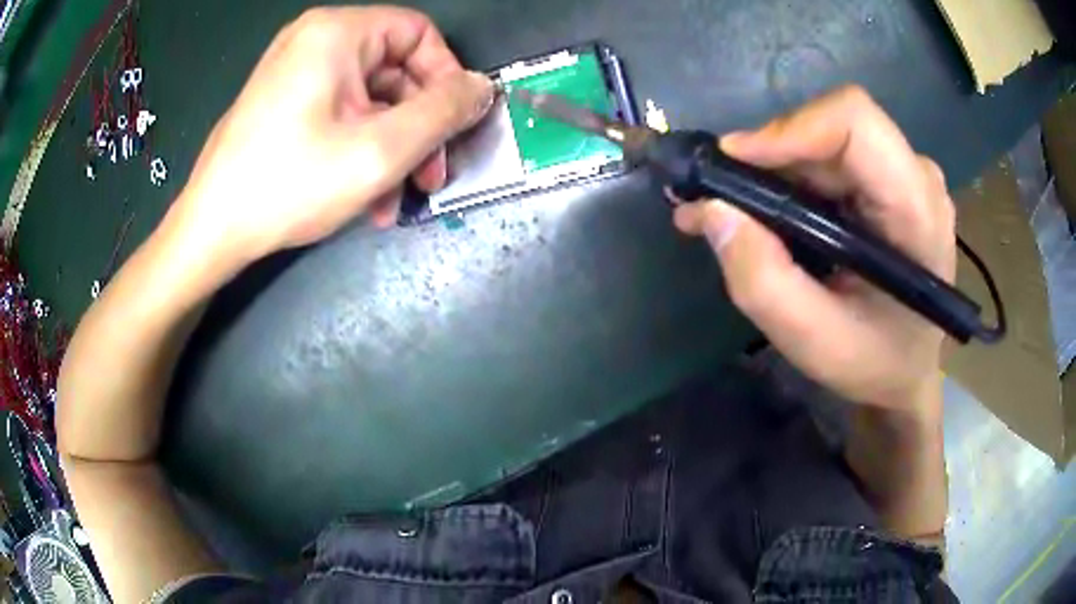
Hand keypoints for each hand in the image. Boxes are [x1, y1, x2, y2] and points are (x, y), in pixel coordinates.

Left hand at [174, 6, 493, 263]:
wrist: (211, 230)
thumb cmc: (290, 185)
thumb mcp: (380, 149)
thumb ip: (443, 112)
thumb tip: (483, 88)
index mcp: (337, 32)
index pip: (419, 34)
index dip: (447, 79)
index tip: (454, 129)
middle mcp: (315, 40)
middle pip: (395, 70)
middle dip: (419, 127)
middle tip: (429, 178)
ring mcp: (296, 71)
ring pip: (370, 99)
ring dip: (392, 148)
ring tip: (395, 199)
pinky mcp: (285, 101)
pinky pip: (341, 114)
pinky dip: (360, 149)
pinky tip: (366, 195)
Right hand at [674, 86, 953, 414]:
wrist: (905, 370)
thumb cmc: (874, 364)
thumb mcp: (814, 342)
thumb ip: (763, 282)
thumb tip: (711, 210)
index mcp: (918, 211)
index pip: (856, 123)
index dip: (791, 129)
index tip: (733, 161)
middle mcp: (916, 177)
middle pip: (832, 128)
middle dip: (769, 157)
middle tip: (716, 197)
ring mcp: (903, 175)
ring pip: (823, 140)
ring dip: (773, 169)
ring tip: (728, 210)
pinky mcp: (886, 180)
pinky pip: (828, 157)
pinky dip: (788, 179)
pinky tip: (762, 211)